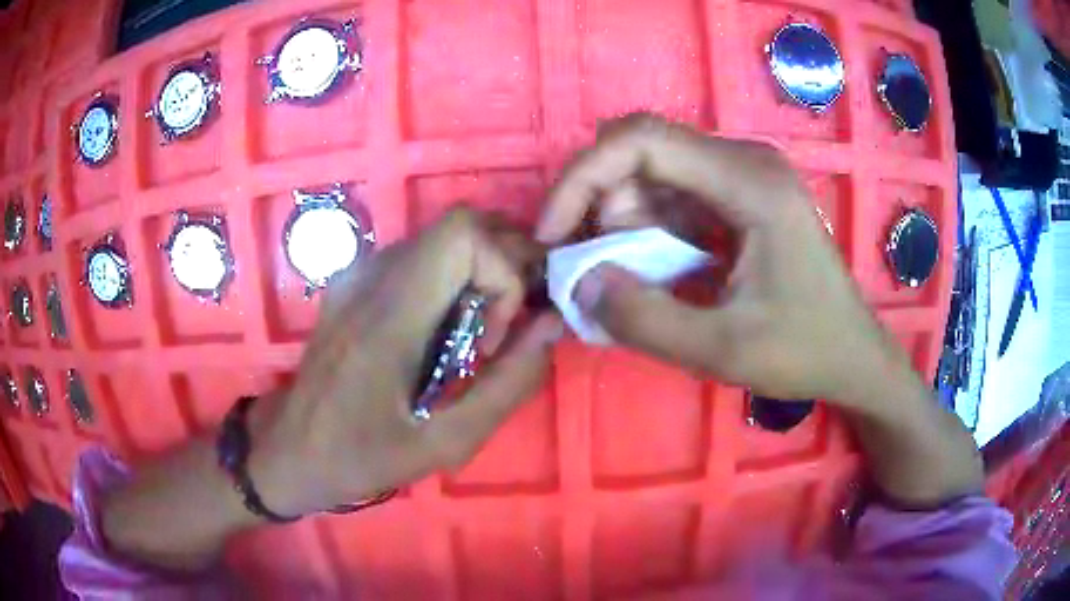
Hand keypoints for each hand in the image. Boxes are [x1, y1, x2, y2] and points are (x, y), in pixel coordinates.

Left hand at [253, 208, 562, 515]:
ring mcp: (359, 275)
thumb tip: (553, 324)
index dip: (504, 270)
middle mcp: (372, 277)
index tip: (501, 333)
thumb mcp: (444, 444)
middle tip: (511, 325)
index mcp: (388, 316)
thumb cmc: (360, 458)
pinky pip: (422, 257)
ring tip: (482, 335)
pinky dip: (456, 279)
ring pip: (444, 238)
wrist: (289, 449)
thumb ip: (508, 385)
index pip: (463, 234)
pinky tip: (449, 330)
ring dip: (483, 273)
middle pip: (460, 226)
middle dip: (505, 265)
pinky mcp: (356, 282)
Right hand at [537, 114, 907, 403]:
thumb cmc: (804, 352)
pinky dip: (648, 229)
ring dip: (622, 220)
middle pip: (643, 151)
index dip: (583, 177)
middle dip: (599, 203)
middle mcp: (745, 161)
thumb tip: (578, 284)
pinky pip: (676, 196)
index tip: (553, 233)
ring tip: (623, 277)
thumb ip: (644, 320)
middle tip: (591, 265)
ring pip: (655, 175)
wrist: (853, 356)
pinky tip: (651, 270)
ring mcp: (745, 175)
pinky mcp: (742, 196)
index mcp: (750, 182)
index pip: (642, 141)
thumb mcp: (721, 350)